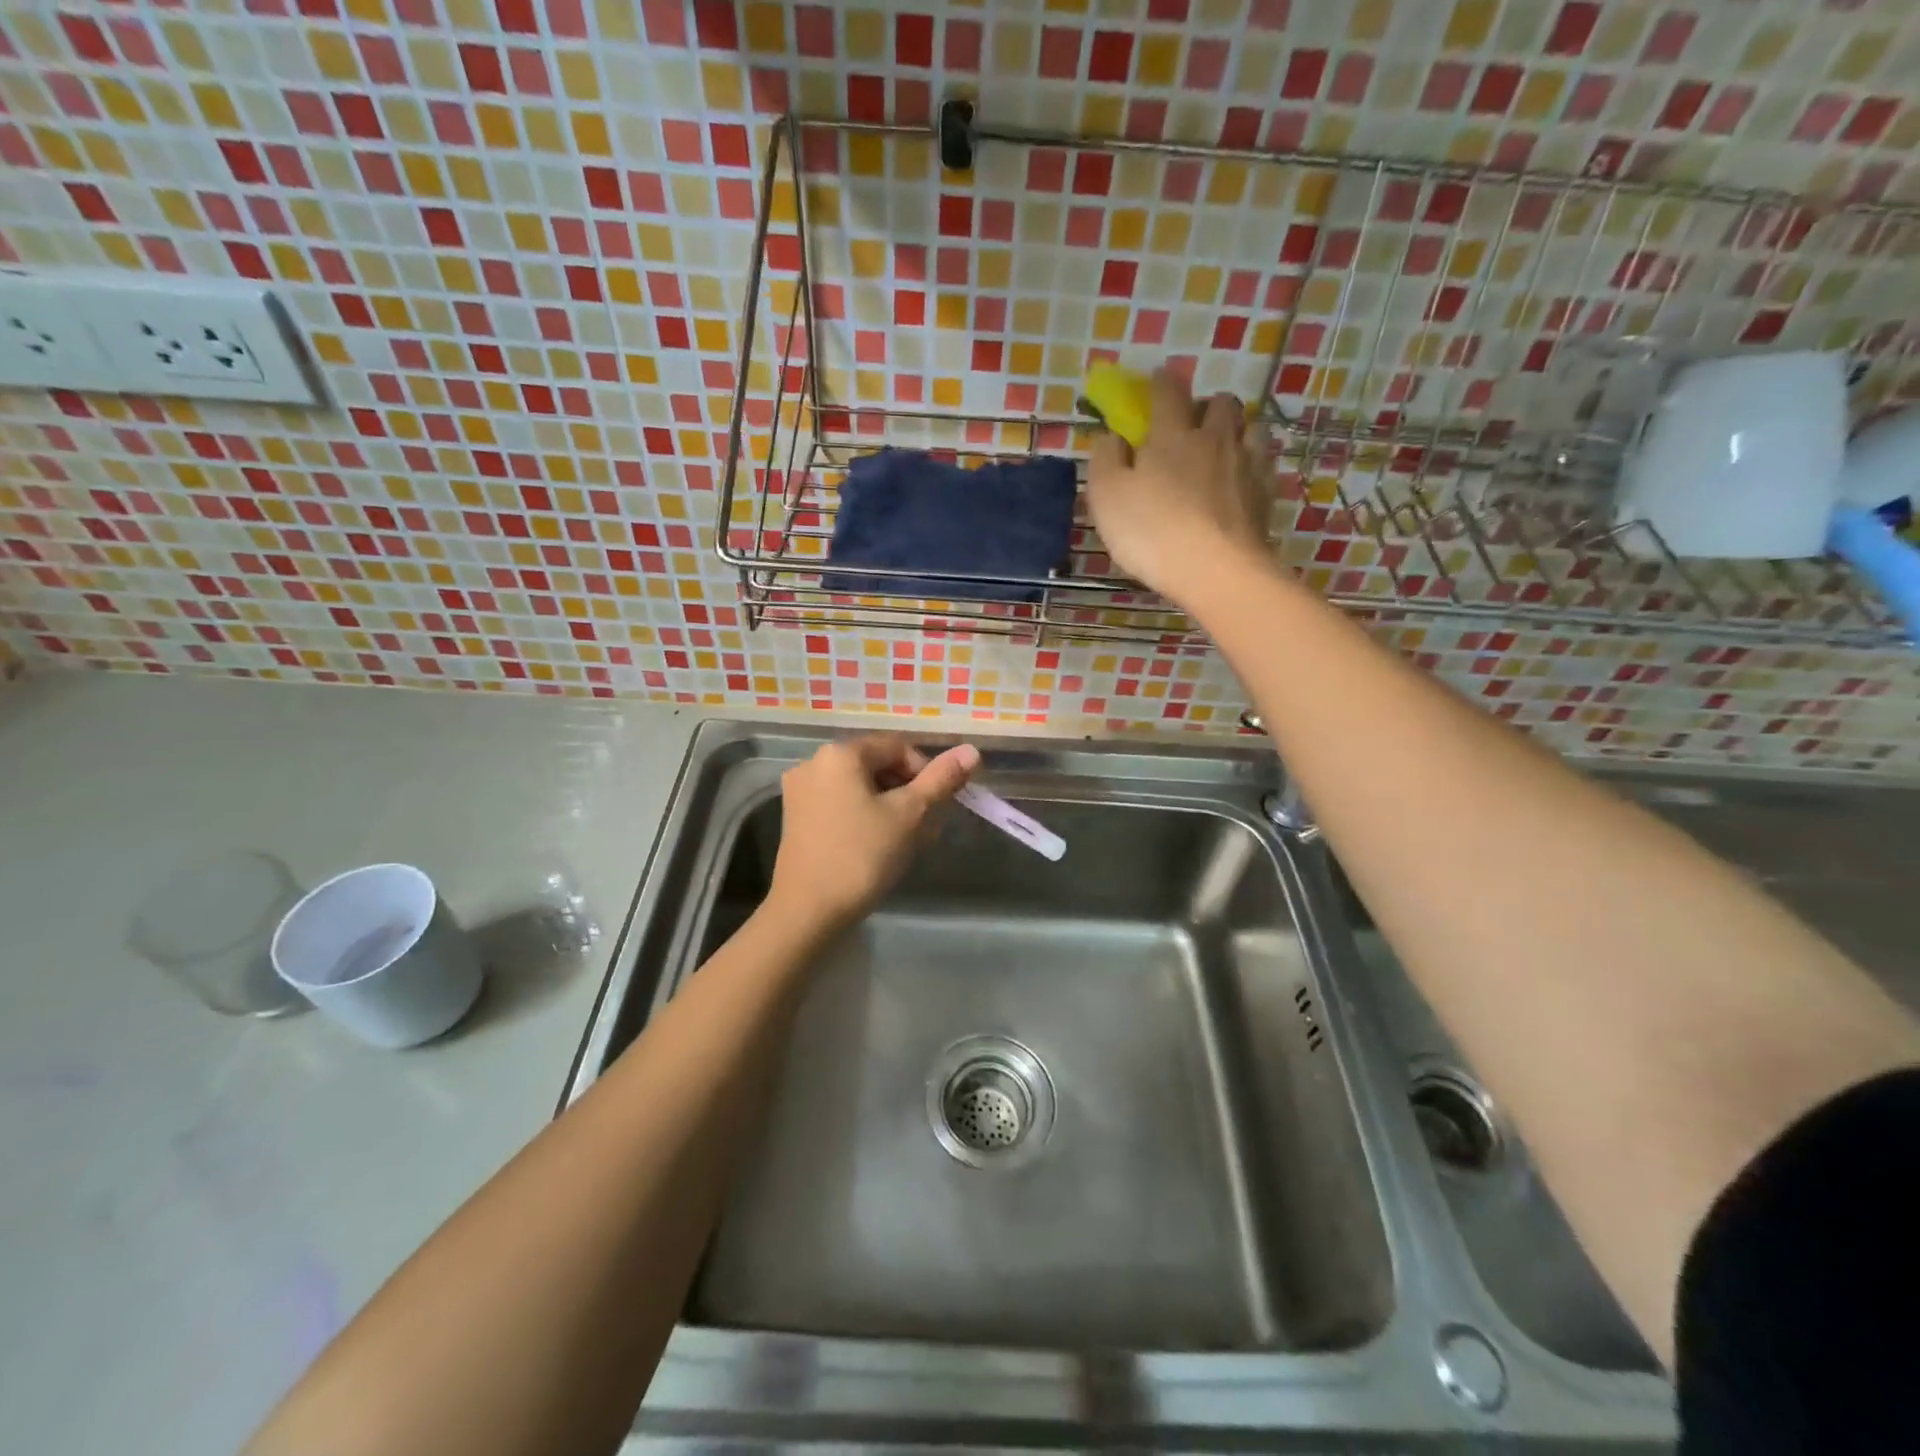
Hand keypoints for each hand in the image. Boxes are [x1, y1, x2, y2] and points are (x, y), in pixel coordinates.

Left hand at [766, 735, 979, 931]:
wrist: (807, 911)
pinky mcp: (795, 817)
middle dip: (908, 791)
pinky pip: (840, 803)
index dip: (926, 773)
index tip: (938, 807)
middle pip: (877, 764)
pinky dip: (864, 815)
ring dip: (889, 805)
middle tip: (925, 827)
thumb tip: (971, 751)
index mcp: (841, 753)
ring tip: (905, 840)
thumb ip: (940, 779)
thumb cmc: (861, 856)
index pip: (898, 746)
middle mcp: (814, 762)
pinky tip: (876, 845)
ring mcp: (800, 790)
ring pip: (860, 786)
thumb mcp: (909, 815)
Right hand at [1086, 368, 1276, 603]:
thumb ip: (1106, 459)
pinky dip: (1252, 465)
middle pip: (1221, 403)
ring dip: (1236, 431)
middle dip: (1206, 406)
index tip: (1156, 382)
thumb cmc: (1152, 532)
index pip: (1169, 392)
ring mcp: (1248, 465)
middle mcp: (1215, 439)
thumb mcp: (1107, 496)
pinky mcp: (1267, 495)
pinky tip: (1242, 482)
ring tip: (1222, 451)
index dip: (1161, 383)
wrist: (1216, 571)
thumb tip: (1112, 437)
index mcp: (1173, 435)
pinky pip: (1264, 465)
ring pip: (1250, 428)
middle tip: (1191, 426)